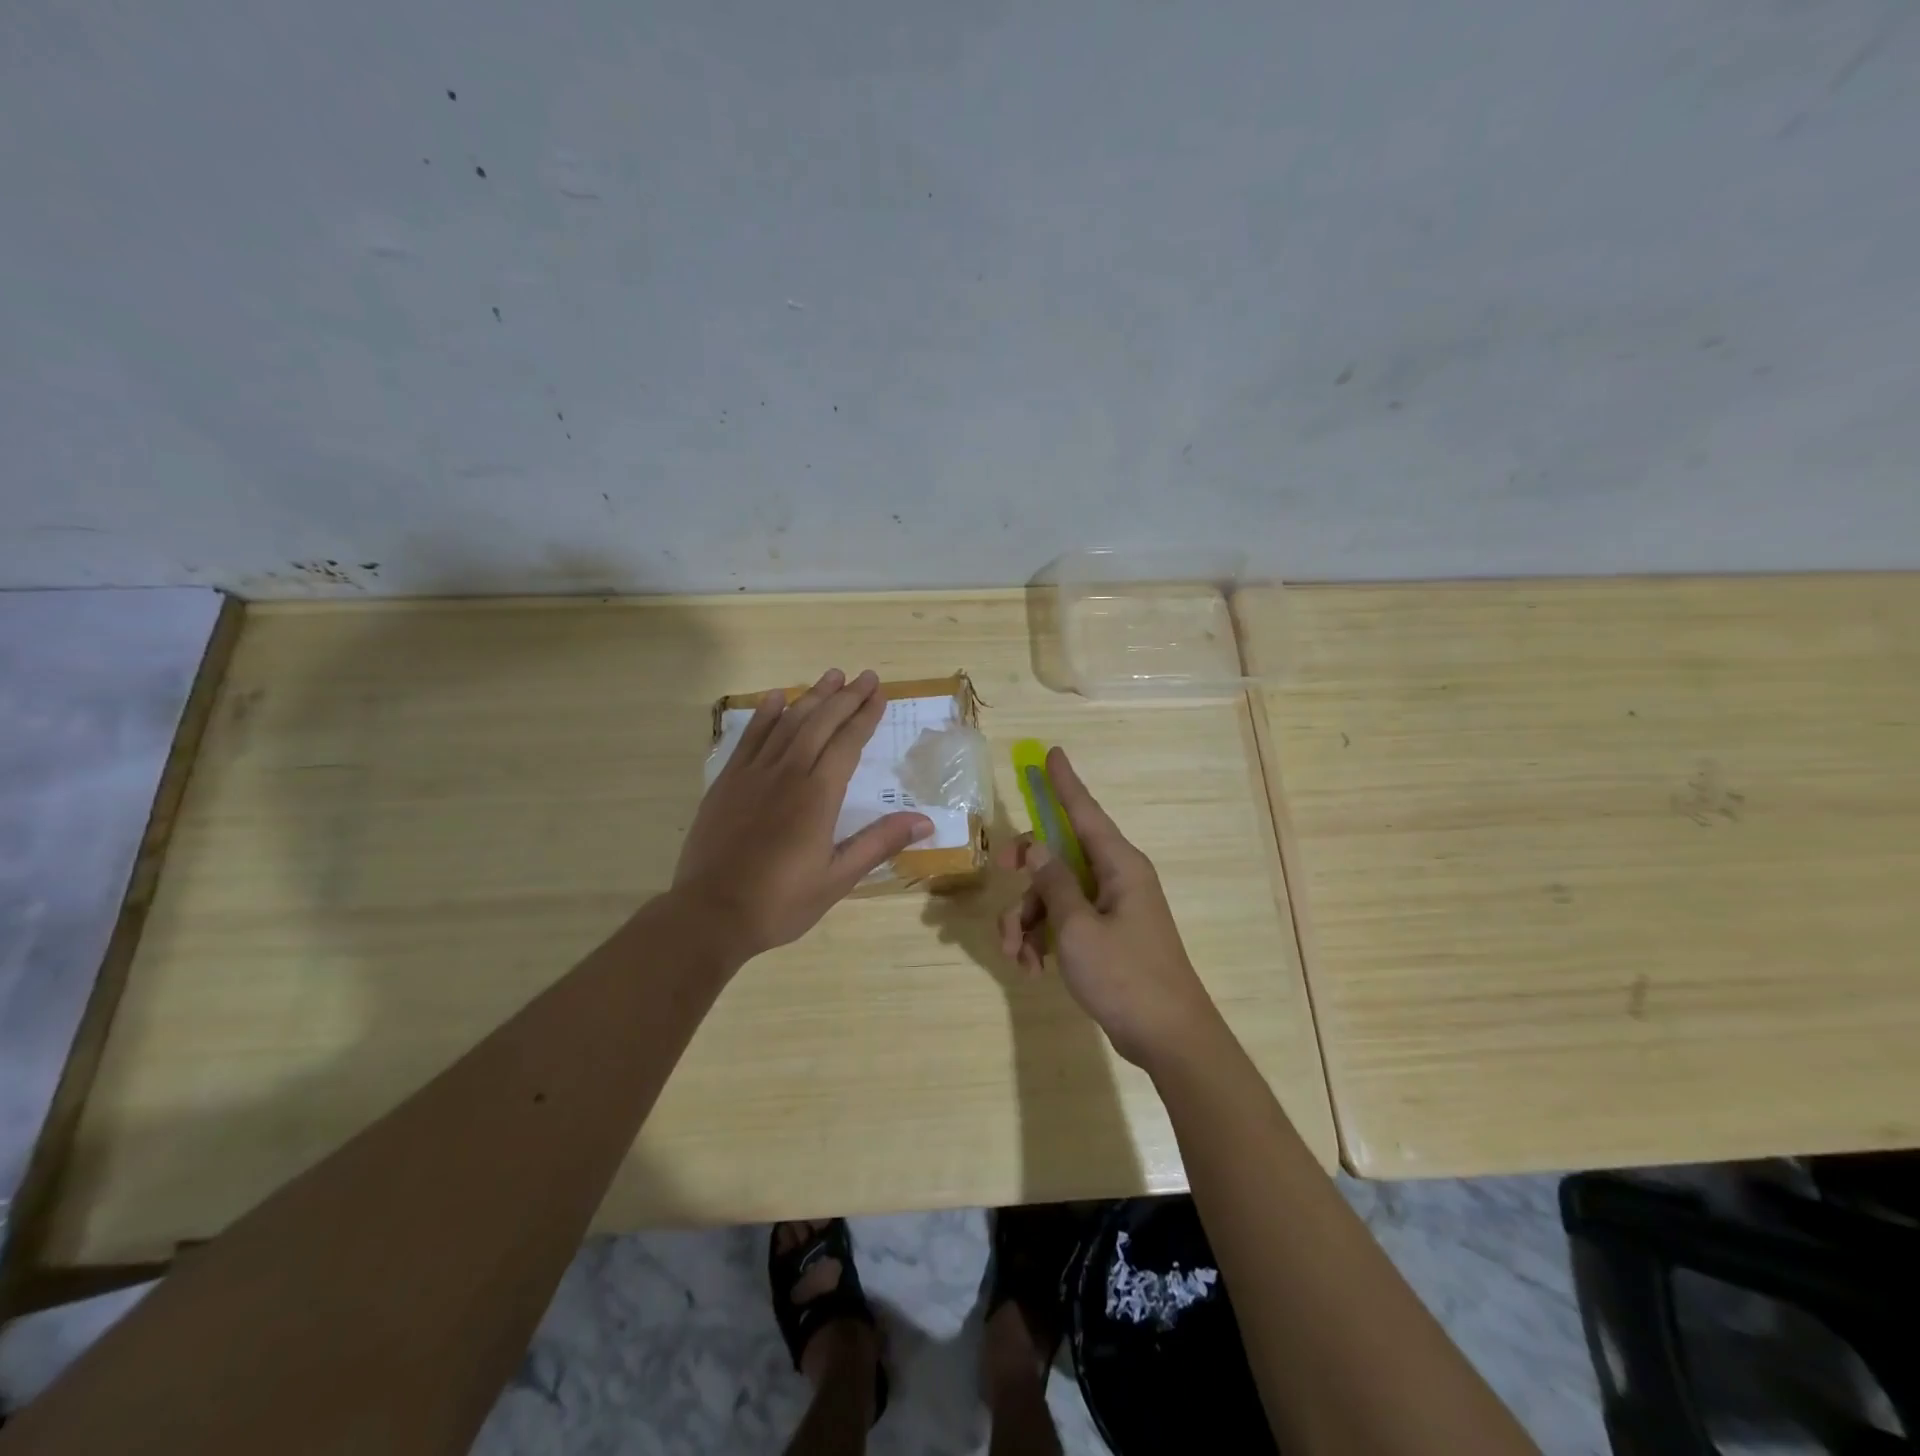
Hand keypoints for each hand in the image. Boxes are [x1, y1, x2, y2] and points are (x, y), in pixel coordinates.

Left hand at [674, 669, 932, 961]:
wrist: (710, 914)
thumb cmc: (780, 902)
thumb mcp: (837, 878)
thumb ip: (878, 843)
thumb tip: (924, 821)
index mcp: (818, 796)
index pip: (848, 743)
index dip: (865, 716)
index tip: (879, 694)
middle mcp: (787, 773)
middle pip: (820, 723)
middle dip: (845, 697)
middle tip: (865, 676)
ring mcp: (753, 774)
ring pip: (787, 723)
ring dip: (811, 697)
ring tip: (830, 676)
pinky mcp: (727, 782)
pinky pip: (750, 737)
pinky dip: (764, 714)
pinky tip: (776, 698)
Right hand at [995, 747, 1222, 1069]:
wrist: (1168, 1038)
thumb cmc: (1125, 976)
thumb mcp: (1077, 928)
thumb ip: (1053, 882)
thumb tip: (1036, 844)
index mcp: (1119, 865)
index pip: (1085, 812)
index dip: (1064, 783)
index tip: (1050, 753)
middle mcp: (1116, 878)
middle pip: (1059, 854)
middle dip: (1026, 870)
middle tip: (1000, 872)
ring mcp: (1111, 908)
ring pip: (1055, 893)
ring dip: (1027, 919)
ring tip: (1016, 956)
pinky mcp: (1105, 936)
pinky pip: (1064, 921)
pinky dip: (1042, 939)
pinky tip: (1031, 968)